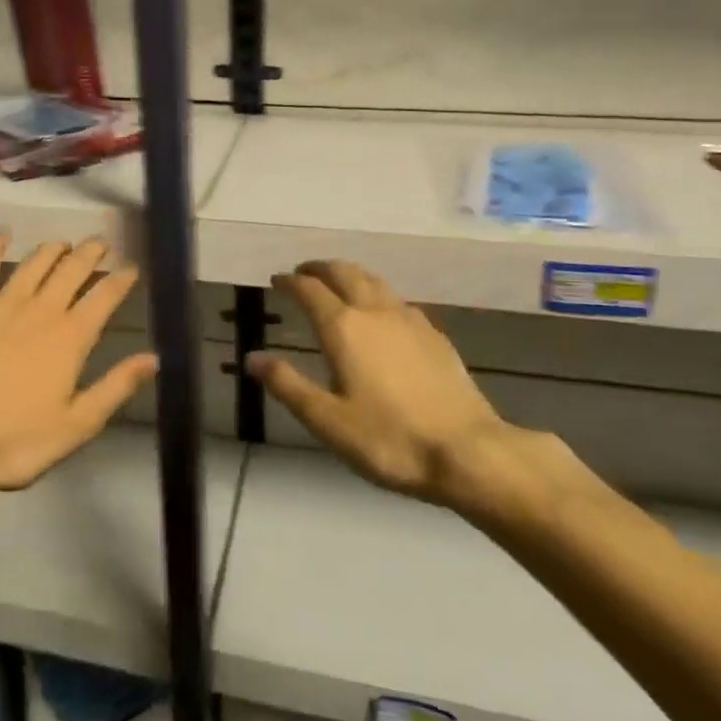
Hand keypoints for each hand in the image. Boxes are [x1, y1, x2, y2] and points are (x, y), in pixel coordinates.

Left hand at [0, 234, 156, 513]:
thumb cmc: (16, 440)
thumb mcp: (77, 425)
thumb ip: (116, 387)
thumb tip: (153, 358)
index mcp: (71, 336)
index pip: (105, 296)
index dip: (122, 278)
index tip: (132, 267)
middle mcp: (42, 308)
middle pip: (72, 269)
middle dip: (91, 252)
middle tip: (102, 243)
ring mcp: (2, 302)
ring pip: (35, 262)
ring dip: (53, 249)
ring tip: (64, 243)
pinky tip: (2, 234)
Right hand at [250, 261, 593, 534]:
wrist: (468, 452)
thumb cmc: (389, 440)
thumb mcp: (327, 421)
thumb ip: (288, 385)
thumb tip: (252, 358)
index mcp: (343, 328)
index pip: (310, 290)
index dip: (290, 282)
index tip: (277, 280)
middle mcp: (374, 311)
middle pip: (344, 273)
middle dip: (320, 268)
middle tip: (304, 272)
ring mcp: (409, 319)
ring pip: (374, 281)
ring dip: (350, 274)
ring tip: (339, 281)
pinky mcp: (434, 334)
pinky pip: (398, 300)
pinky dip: (378, 294)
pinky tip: (382, 312)